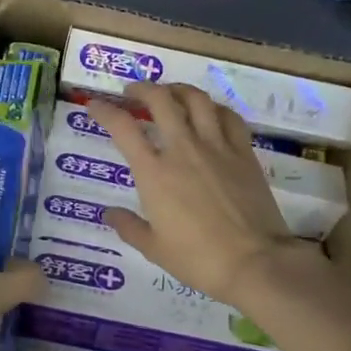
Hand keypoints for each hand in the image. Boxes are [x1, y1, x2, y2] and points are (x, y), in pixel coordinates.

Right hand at [84, 84, 319, 305]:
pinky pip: (229, 117)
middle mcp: (183, 149)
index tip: (95, 105)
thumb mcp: (154, 249)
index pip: (123, 128)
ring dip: (178, 90)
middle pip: (160, 100)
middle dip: (142, 89)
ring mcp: (217, 147)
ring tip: (170, 93)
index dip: (104, 111)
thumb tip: (110, 213)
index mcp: (154, 173)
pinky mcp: (244, 153)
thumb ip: (129, 227)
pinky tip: (210, 113)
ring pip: (197, 100)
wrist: (255, 262)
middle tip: (133, 93)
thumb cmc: (198, 259)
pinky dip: (215, 108)